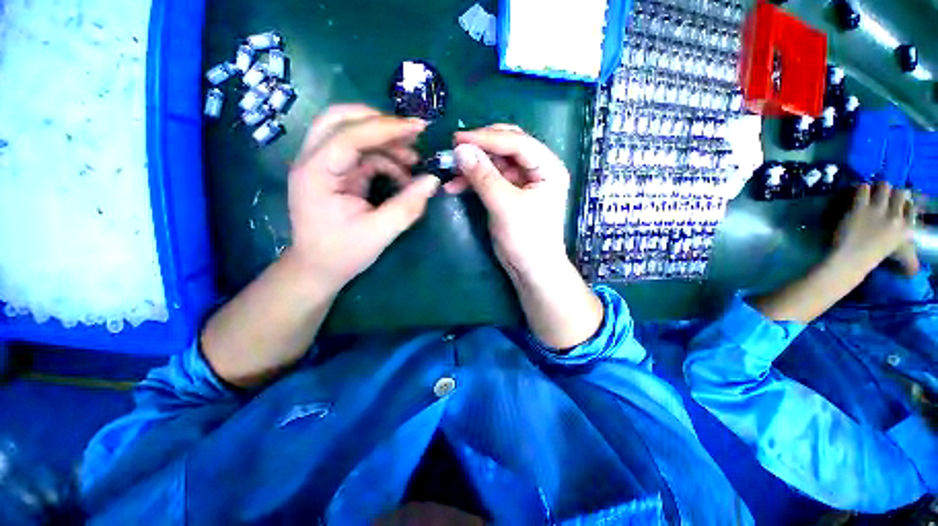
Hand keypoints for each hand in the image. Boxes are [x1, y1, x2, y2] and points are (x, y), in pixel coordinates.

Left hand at [288, 105, 439, 290]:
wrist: (318, 269)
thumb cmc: (343, 254)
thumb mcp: (380, 232)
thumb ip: (408, 205)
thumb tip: (433, 181)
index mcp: (316, 173)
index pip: (349, 135)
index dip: (386, 128)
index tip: (419, 128)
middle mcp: (313, 161)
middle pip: (340, 120)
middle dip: (380, 123)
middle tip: (412, 136)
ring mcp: (322, 165)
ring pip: (352, 133)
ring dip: (385, 143)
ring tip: (413, 162)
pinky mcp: (334, 173)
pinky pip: (360, 153)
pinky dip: (383, 159)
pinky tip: (402, 177)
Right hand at [447, 125, 569, 277]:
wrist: (531, 270)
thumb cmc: (526, 238)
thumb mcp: (504, 205)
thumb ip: (483, 176)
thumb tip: (460, 149)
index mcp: (547, 167)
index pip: (516, 142)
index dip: (487, 138)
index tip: (457, 138)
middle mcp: (537, 170)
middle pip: (506, 148)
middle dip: (479, 149)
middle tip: (453, 150)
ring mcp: (522, 182)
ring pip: (494, 164)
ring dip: (472, 167)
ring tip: (450, 171)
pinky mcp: (509, 195)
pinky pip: (489, 180)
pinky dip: (473, 182)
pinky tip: (454, 186)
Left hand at [833, 182, 917, 276]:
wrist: (852, 259)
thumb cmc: (874, 258)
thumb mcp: (901, 255)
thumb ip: (911, 256)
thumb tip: (916, 268)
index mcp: (907, 228)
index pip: (912, 206)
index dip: (905, 202)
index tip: (897, 203)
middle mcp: (896, 216)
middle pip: (900, 193)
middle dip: (892, 192)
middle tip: (883, 194)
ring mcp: (878, 210)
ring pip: (884, 187)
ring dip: (878, 187)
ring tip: (870, 191)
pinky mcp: (860, 208)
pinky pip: (863, 189)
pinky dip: (861, 188)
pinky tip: (858, 192)